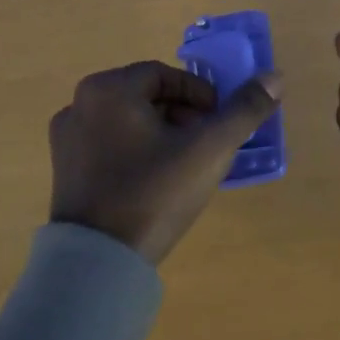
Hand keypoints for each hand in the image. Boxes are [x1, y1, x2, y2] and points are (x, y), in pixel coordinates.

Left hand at [49, 60, 283, 264]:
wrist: (99, 264)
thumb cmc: (154, 194)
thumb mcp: (209, 149)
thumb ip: (244, 110)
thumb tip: (275, 76)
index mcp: (109, 89)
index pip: (166, 75)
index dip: (200, 95)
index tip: (218, 123)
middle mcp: (80, 103)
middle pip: (146, 96)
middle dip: (183, 114)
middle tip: (205, 144)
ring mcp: (66, 137)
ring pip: (128, 120)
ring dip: (161, 132)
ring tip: (184, 164)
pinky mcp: (64, 168)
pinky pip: (109, 144)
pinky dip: (135, 150)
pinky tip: (154, 181)